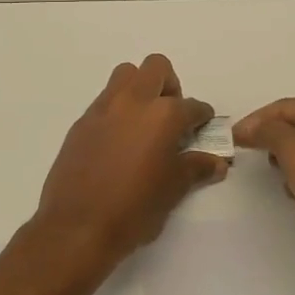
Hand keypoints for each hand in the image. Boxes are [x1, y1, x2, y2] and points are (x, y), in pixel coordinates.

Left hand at [30, 55, 228, 272]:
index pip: (192, 106)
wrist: (77, 227)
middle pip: (156, 67)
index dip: (202, 118)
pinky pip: (105, 101)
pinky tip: (119, 142)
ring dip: (140, 89)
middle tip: (172, 117)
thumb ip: (196, 168)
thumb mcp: (173, 190)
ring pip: (125, 76)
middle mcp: (133, 102)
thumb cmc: (134, 209)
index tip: (203, 130)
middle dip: (169, 86)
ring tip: (144, 124)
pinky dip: (117, 110)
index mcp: (163, 115)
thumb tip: (216, 162)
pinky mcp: (81, 122)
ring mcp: (103, 109)